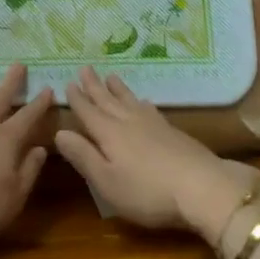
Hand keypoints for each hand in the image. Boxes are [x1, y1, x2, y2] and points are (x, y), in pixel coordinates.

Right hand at [56, 67, 259, 243]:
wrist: (200, 185)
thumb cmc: (146, 190)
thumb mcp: (106, 181)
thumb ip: (83, 155)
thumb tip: (59, 132)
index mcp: (109, 133)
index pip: (88, 112)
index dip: (77, 99)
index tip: (68, 83)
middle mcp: (128, 122)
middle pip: (108, 100)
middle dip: (94, 86)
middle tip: (85, 68)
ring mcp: (152, 123)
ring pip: (129, 100)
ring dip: (117, 88)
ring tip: (111, 76)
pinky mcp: (171, 130)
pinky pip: (148, 108)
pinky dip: (140, 102)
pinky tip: (143, 101)